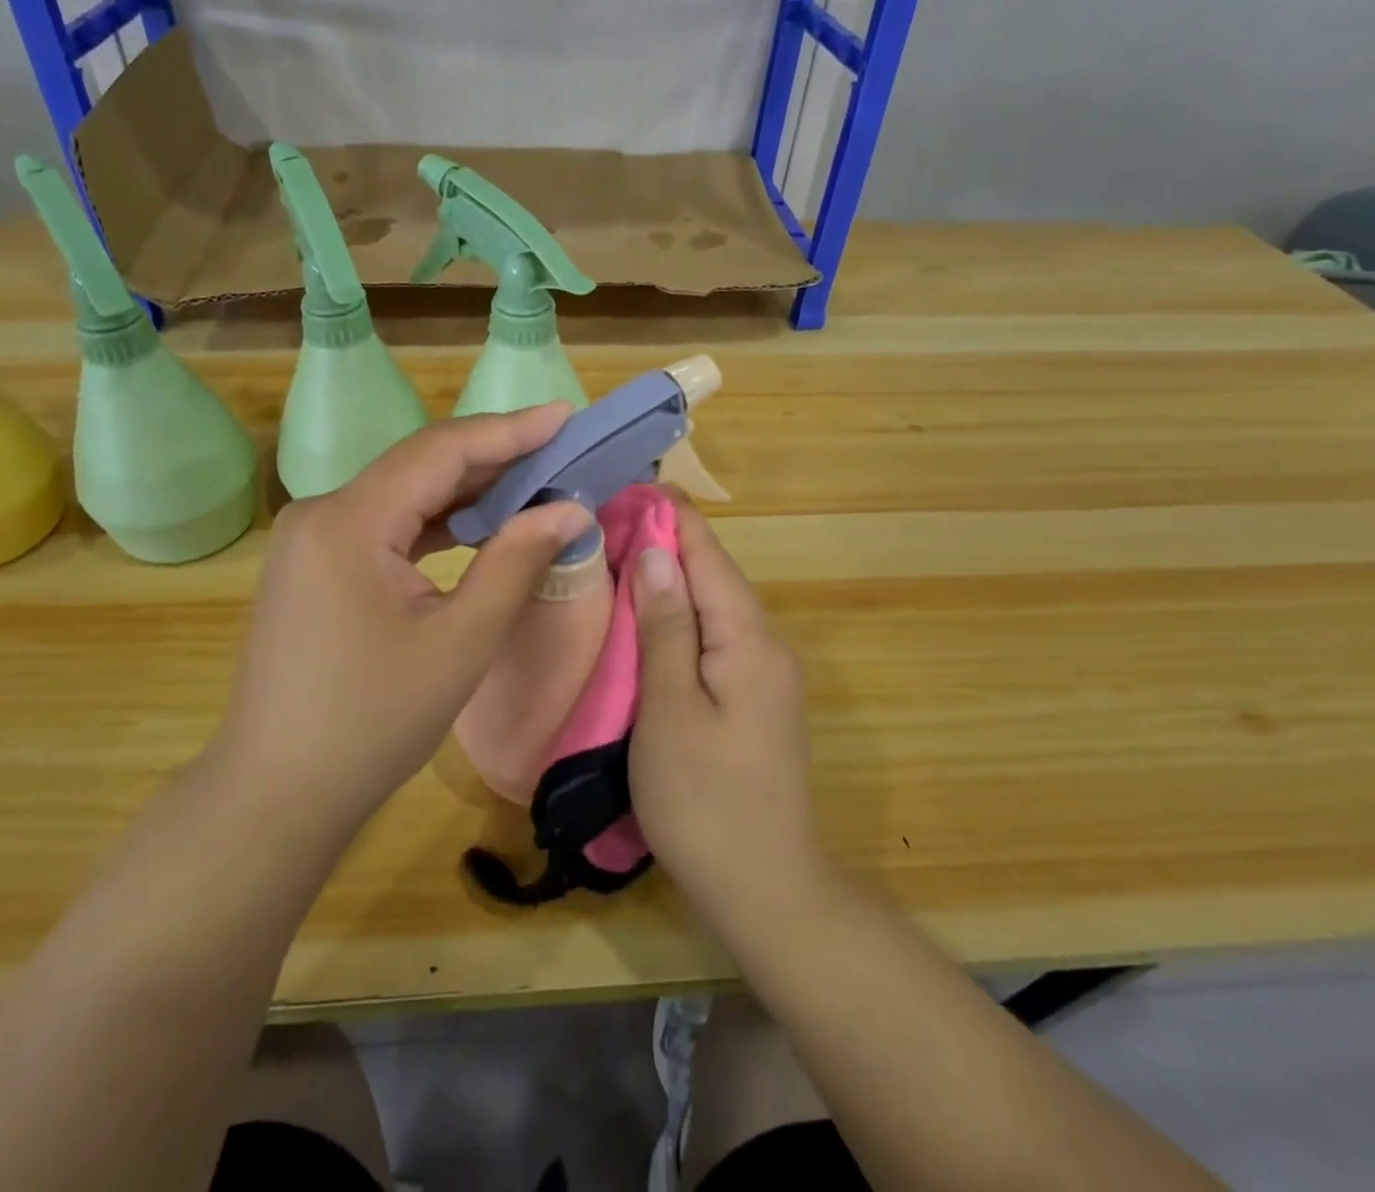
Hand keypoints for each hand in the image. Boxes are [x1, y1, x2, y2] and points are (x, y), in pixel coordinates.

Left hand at [210, 406, 592, 836]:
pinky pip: (385, 524)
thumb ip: (516, 562)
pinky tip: (476, 526)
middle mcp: (322, 513)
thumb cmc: (372, 722)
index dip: (509, 430)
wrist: (276, 792)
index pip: (441, 451)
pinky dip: (435, 521)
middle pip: (419, 465)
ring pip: (403, 493)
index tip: (565, 415)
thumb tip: (571, 510)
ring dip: (467, 489)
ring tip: (532, 482)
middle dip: (493, 456)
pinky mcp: (315, 565)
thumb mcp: (460, 642)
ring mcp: (312, 539)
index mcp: (349, 521)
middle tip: (560, 449)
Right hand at [629, 496, 822, 926]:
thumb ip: (665, 627)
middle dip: (667, 542)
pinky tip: (650, 618)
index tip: (629, 485)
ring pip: (715, 606)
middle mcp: (766, 645)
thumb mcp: (670, 709)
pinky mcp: (756, 700)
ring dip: (672, 578)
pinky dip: (682, 616)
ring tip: (619, 555)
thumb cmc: (705, 799)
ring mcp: (766, 675)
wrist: (767, 889)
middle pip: (715, 576)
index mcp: (749, 638)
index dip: (671, 517)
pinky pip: (716, 637)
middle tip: (608, 520)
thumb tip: (654, 553)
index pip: (709, 556)